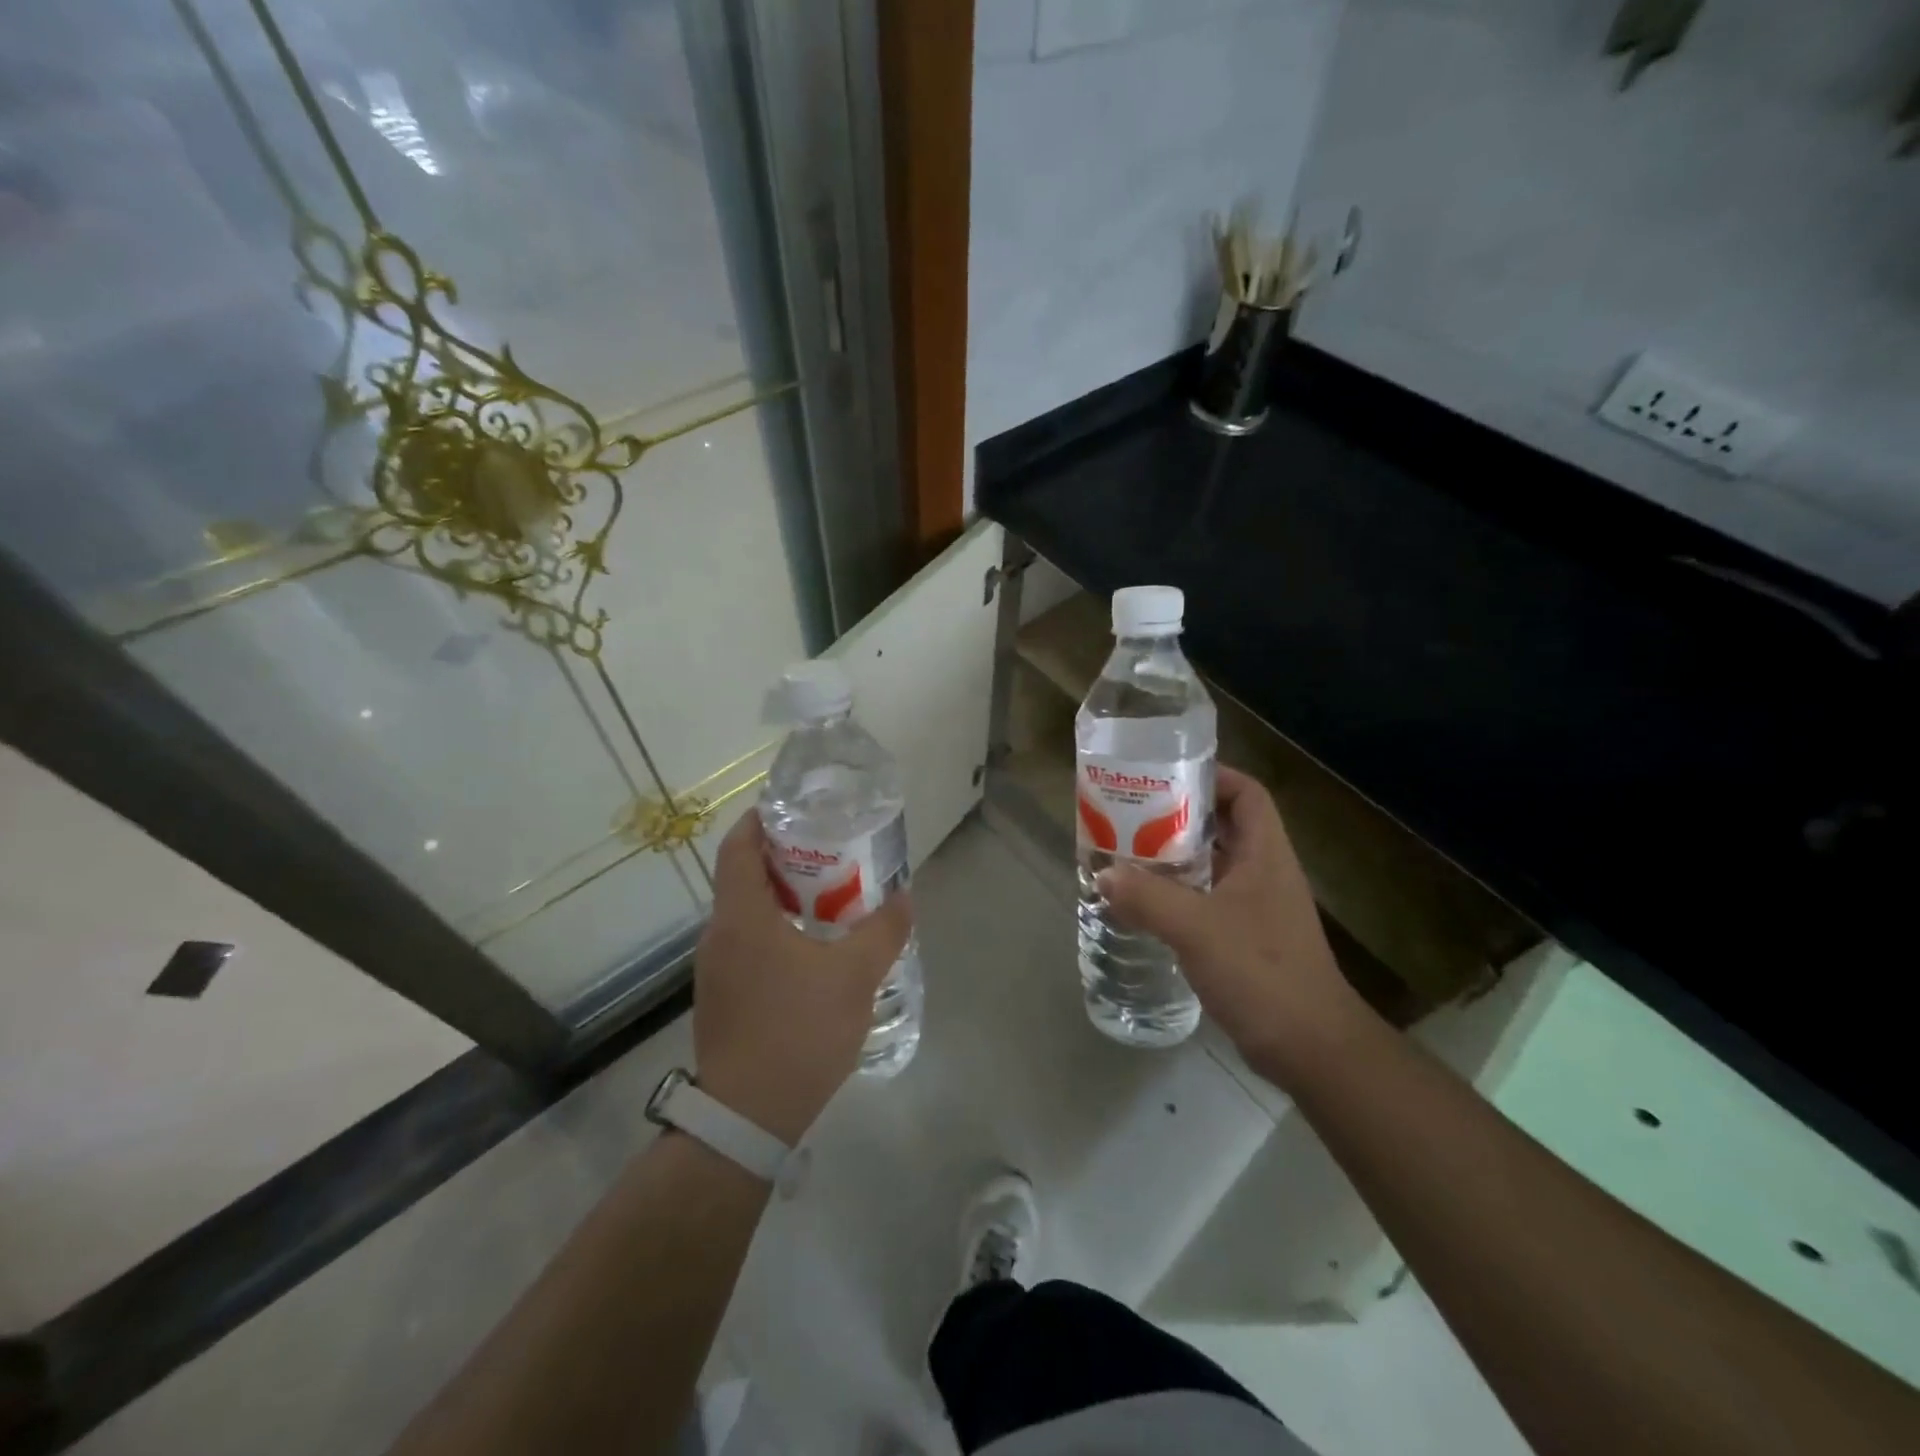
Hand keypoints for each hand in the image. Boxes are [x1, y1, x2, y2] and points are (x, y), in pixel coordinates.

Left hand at [692, 812, 912, 1144]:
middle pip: (745, 876)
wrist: (748, 1117)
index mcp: (741, 917)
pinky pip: (748, 944)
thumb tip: (904, 897)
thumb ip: (883, 931)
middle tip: (831, 852)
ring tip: (831, 898)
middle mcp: (720, 935)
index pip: (738, 846)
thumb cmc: (798, 1032)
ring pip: (748, 913)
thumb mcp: (854, 976)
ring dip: (784, 898)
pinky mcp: (722, 997)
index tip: (796, 809)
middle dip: (785, 857)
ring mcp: (716, 969)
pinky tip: (814, 950)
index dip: (762, 819)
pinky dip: (777, 930)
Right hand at [1097, 766, 1367, 1084]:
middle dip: (1179, 817)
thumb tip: (1103, 873)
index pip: (1247, 794)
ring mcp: (1257, 908)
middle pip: (1224, 826)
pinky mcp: (1246, 939)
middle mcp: (1264, 873)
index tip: (1167, 777)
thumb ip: (1148, 897)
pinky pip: (1207, 900)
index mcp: (1265, 855)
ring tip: (1129, 853)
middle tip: (1132, 815)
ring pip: (1213, 865)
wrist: (1310, 1048)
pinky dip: (1178, 895)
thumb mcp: (1197, 929)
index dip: (1213, 777)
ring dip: (1175, 857)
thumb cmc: (1262, 972)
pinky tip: (1145, 904)